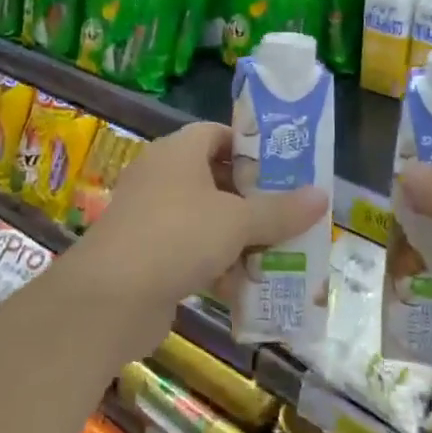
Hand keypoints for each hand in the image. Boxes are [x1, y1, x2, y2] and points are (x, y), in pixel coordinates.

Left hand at [71, 122, 327, 355]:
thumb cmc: (178, 237)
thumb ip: (280, 210)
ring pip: (206, 219)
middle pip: (215, 179)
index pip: (217, 133)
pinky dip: (217, 266)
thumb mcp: (238, 221)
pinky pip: (191, 251)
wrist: (109, 298)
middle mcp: (161, 177)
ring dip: (239, 237)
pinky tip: (246, 287)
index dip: (250, 147)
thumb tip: (322, 195)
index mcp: (178, 152)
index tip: (284, 168)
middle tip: (289, 213)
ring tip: (279, 253)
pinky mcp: (147, 256)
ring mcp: (150, 218)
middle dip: (253, 199)